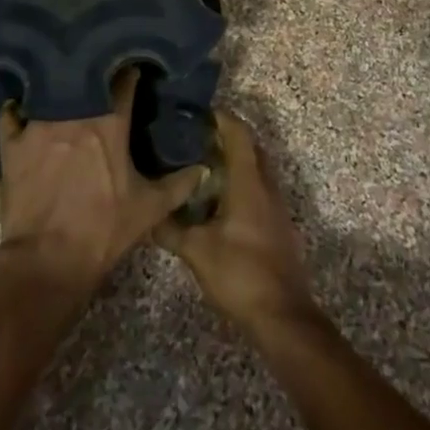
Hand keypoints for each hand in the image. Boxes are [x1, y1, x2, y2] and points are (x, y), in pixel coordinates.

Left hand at [0, 70, 201, 296]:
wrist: (47, 262)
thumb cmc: (103, 231)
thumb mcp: (148, 209)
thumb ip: (178, 186)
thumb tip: (203, 169)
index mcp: (110, 124)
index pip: (124, 82)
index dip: (130, 72)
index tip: (133, 68)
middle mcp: (74, 114)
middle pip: (84, 78)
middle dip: (93, 72)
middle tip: (98, 73)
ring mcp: (39, 125)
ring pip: (48, 90)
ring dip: (57, 86)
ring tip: (61, 83)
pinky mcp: (12, 143)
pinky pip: (11, 113)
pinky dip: (17, 108)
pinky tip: (21, 107)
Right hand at [154, 111, 314, 334]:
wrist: (283, 316)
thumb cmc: (240, 273)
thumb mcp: (197, 251)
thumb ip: (170, 230)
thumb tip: (146, 215)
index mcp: (249, 182)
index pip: (239, 133)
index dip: (220, 117)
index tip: (196, 113)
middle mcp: (267, 185)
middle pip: (250, 147)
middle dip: (225, 136)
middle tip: (194, 138)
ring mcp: (276, 206)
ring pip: (256, 169)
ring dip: (234, 161)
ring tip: (202, 165)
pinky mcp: (278, 225)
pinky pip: (260, 189)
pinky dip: (241, 183)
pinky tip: (219, 201)